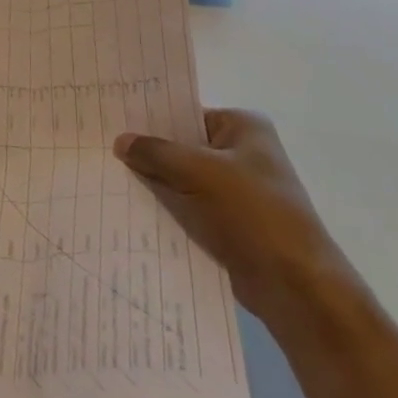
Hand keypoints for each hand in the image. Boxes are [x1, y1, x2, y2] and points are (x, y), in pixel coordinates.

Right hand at [114, 109, 352, 325]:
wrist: (294, 284)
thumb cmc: (252, 212)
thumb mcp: (198, 172)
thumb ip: (156, 153)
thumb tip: (120, 141)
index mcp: (243, 127)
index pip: (187, 113)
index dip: (151, 118)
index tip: (113, 120)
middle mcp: (242, 153)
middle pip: (183, 146)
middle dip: (148, 152)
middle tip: (102, 148)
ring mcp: (237, 189)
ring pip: (182, 178)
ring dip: (155, 183)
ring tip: (108, 177)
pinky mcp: (229, 222)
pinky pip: (188, 206)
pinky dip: (166, 208)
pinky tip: (131, 208)